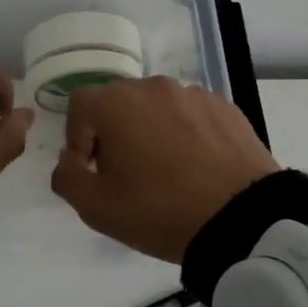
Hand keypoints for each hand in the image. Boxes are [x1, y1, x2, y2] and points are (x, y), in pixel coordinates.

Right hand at [50, 76, 279, 262]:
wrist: (241, 219)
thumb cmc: (159, 211)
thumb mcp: (96, 207)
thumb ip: (67, 178)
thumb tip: (69, 161)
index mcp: (116, 103)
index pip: (80, 105)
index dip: (77, 137)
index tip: (91, 168)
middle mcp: (153, 87)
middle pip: (119, 102)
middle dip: (113, 132)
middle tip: (124, 172)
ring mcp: (194, 94)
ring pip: (157, 107)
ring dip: (150, 131)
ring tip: (165, 170)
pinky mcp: (226, 108)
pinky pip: (191, 115)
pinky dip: (184, 134)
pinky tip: (196, 168)